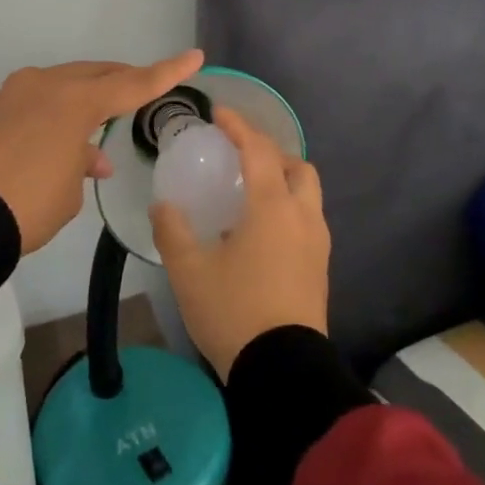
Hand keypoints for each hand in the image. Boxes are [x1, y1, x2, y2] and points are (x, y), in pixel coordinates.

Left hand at [0, 50, 204, 253]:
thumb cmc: (27, 204)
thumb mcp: (68, 192)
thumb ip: (82, 165)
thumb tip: (84, 157)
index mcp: (75, 101)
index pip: (133, 84)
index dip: (166, 73)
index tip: (194, 57)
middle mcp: (45, 86)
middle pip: (95, 75)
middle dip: (121, 81)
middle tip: (142, 88)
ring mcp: (14, 94)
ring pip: (64, 86)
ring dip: (86, 104)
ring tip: (99, 134)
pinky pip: (37, 102)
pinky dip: (56, 115)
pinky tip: (61, 142)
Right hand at [150, 105, 330, 381]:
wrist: (282, 371)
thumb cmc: (233, 311)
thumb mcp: (189, 270)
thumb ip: (173, 230)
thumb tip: (164, 205)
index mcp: (272, 206)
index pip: (258, 150)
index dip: (238, 126)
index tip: (219, 113)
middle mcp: (302, 216)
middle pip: (297, 167)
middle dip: (271, 153)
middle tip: (241, 158)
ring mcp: (317, 244)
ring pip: (307, 195)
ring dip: (283, 181)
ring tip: (250, 194)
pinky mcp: (320, 269)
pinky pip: (307, 221)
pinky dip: (288, 209)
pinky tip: (261, 233)